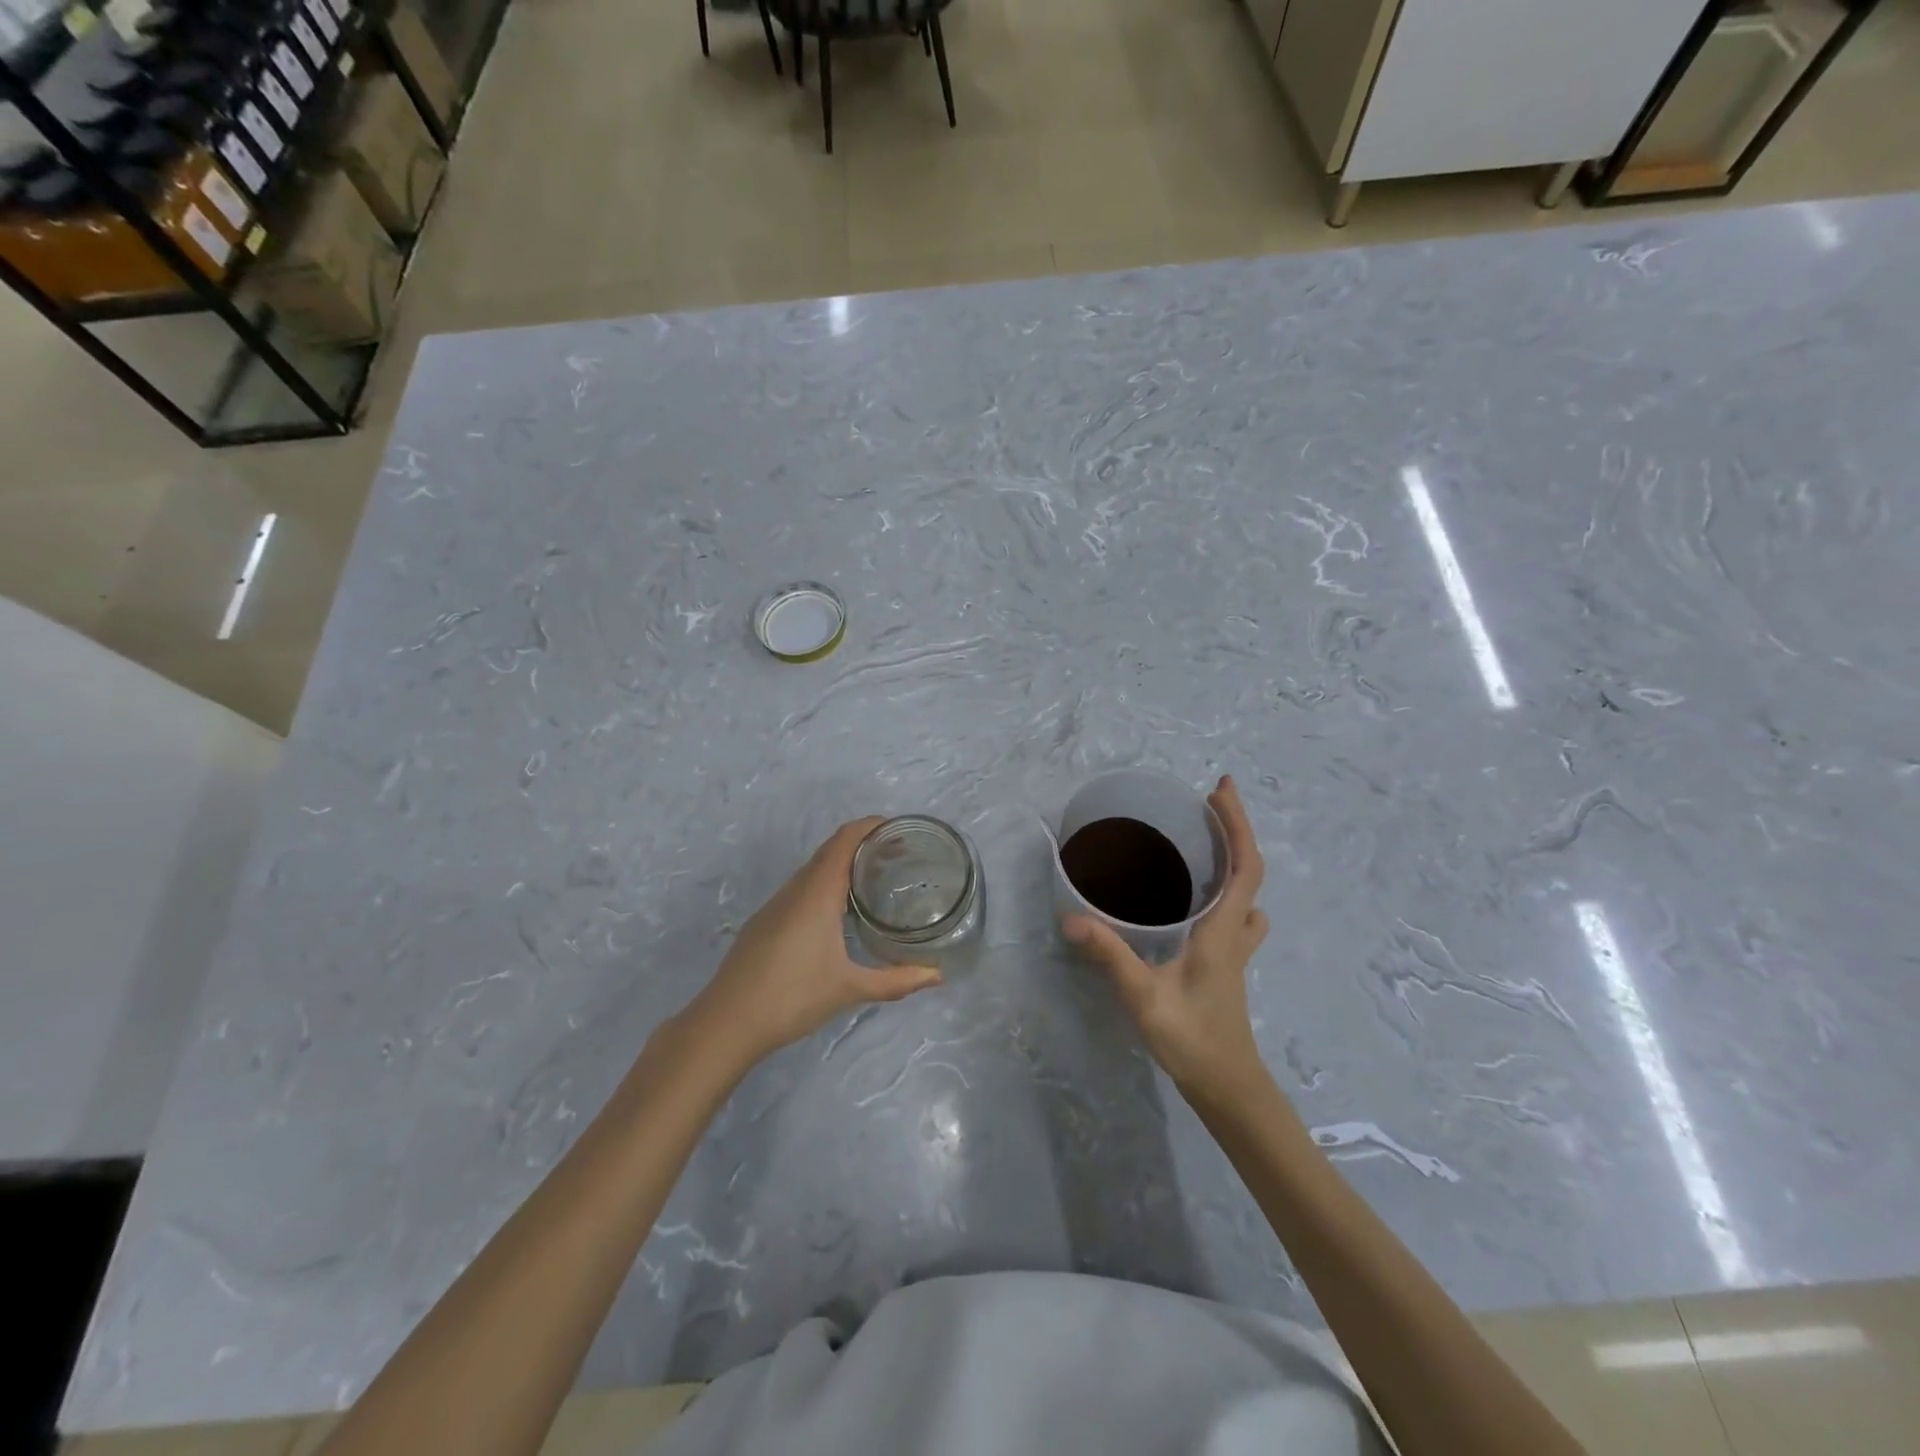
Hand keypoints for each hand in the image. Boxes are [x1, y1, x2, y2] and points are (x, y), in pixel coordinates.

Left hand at [682, 818, 942, 1067]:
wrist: (726, 1022)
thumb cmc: (792, 997)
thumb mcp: (850, 989)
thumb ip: (896, 981)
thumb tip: (938, 976)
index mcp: (817, 893)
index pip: (844, 840)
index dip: (870, 826)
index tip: (899, 829)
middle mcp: (795, 890)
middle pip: (830, 850)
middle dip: (863, 844)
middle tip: (898, 854)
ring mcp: (776, 905)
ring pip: (813, 870)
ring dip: (842, 864)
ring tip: (875, 879)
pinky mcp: (765, 921)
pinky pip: (801, 888)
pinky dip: (825, 884)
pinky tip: (839, 912)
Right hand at [1063, 775, 1269, 1102]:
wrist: (1227, 1087)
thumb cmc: (1193, 1039)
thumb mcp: (1145, 996)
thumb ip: (1110, 956)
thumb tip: (1071, 920)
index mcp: (1223, 931)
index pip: (1245, 866)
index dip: (1238, 824)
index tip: (1220, 789)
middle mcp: (1235, 932)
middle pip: (1249, 871)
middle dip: (1234, 829)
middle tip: (1208, 801)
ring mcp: (1235, 950)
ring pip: (1247, 894)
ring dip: (1235, 859)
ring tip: (1206, 841)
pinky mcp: (1226, 964)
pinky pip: (1235, 913)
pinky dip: (1227, 889)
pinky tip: (1198, 897)